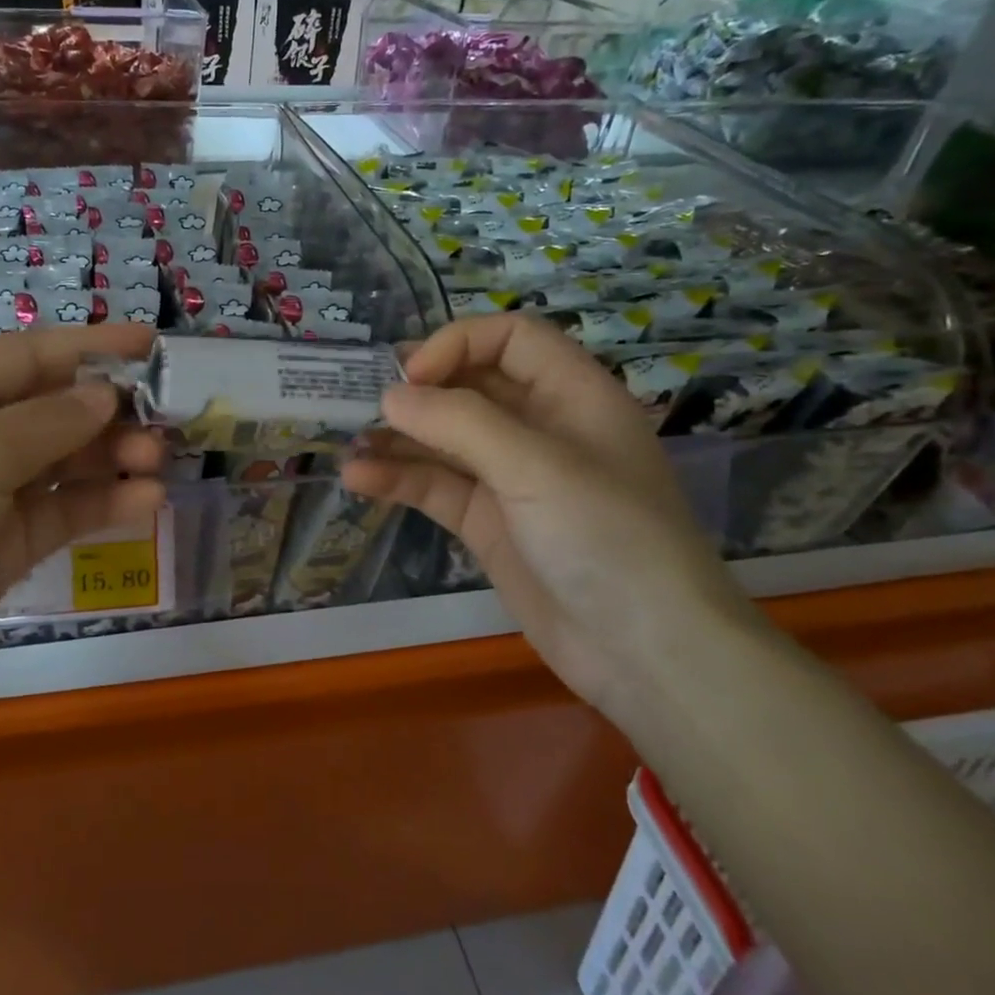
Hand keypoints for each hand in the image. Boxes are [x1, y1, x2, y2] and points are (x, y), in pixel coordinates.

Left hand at [0, 325, 164, 745]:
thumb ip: (47, 423)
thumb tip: (106, 395)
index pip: (29, 355)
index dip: (92, 347)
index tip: (154, 345)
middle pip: (52, 408)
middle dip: (109, 411)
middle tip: (165, 425)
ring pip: (63, 462)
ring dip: (112, 458)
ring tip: (158, 464)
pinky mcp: (1, 547)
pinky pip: (60, 512)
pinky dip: (101, 504)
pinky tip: (144, 502)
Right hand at [342, 313, 757, 724]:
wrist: (645, 654)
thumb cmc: (606, 538)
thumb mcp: (536, 466)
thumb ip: (459, 422)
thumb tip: (391, 396)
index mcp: (571, 395)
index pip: (510, 339)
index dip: (458, 345)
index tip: (412, 377)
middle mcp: (540, 428)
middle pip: (470, 386)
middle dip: (418, 391)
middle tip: (362, 401)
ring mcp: (511, 479)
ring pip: (445, 440)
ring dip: (398, 439)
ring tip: (348, 444)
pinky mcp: (488, 523)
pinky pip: (436, 487)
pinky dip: (398, 480)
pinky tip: (358, 480)